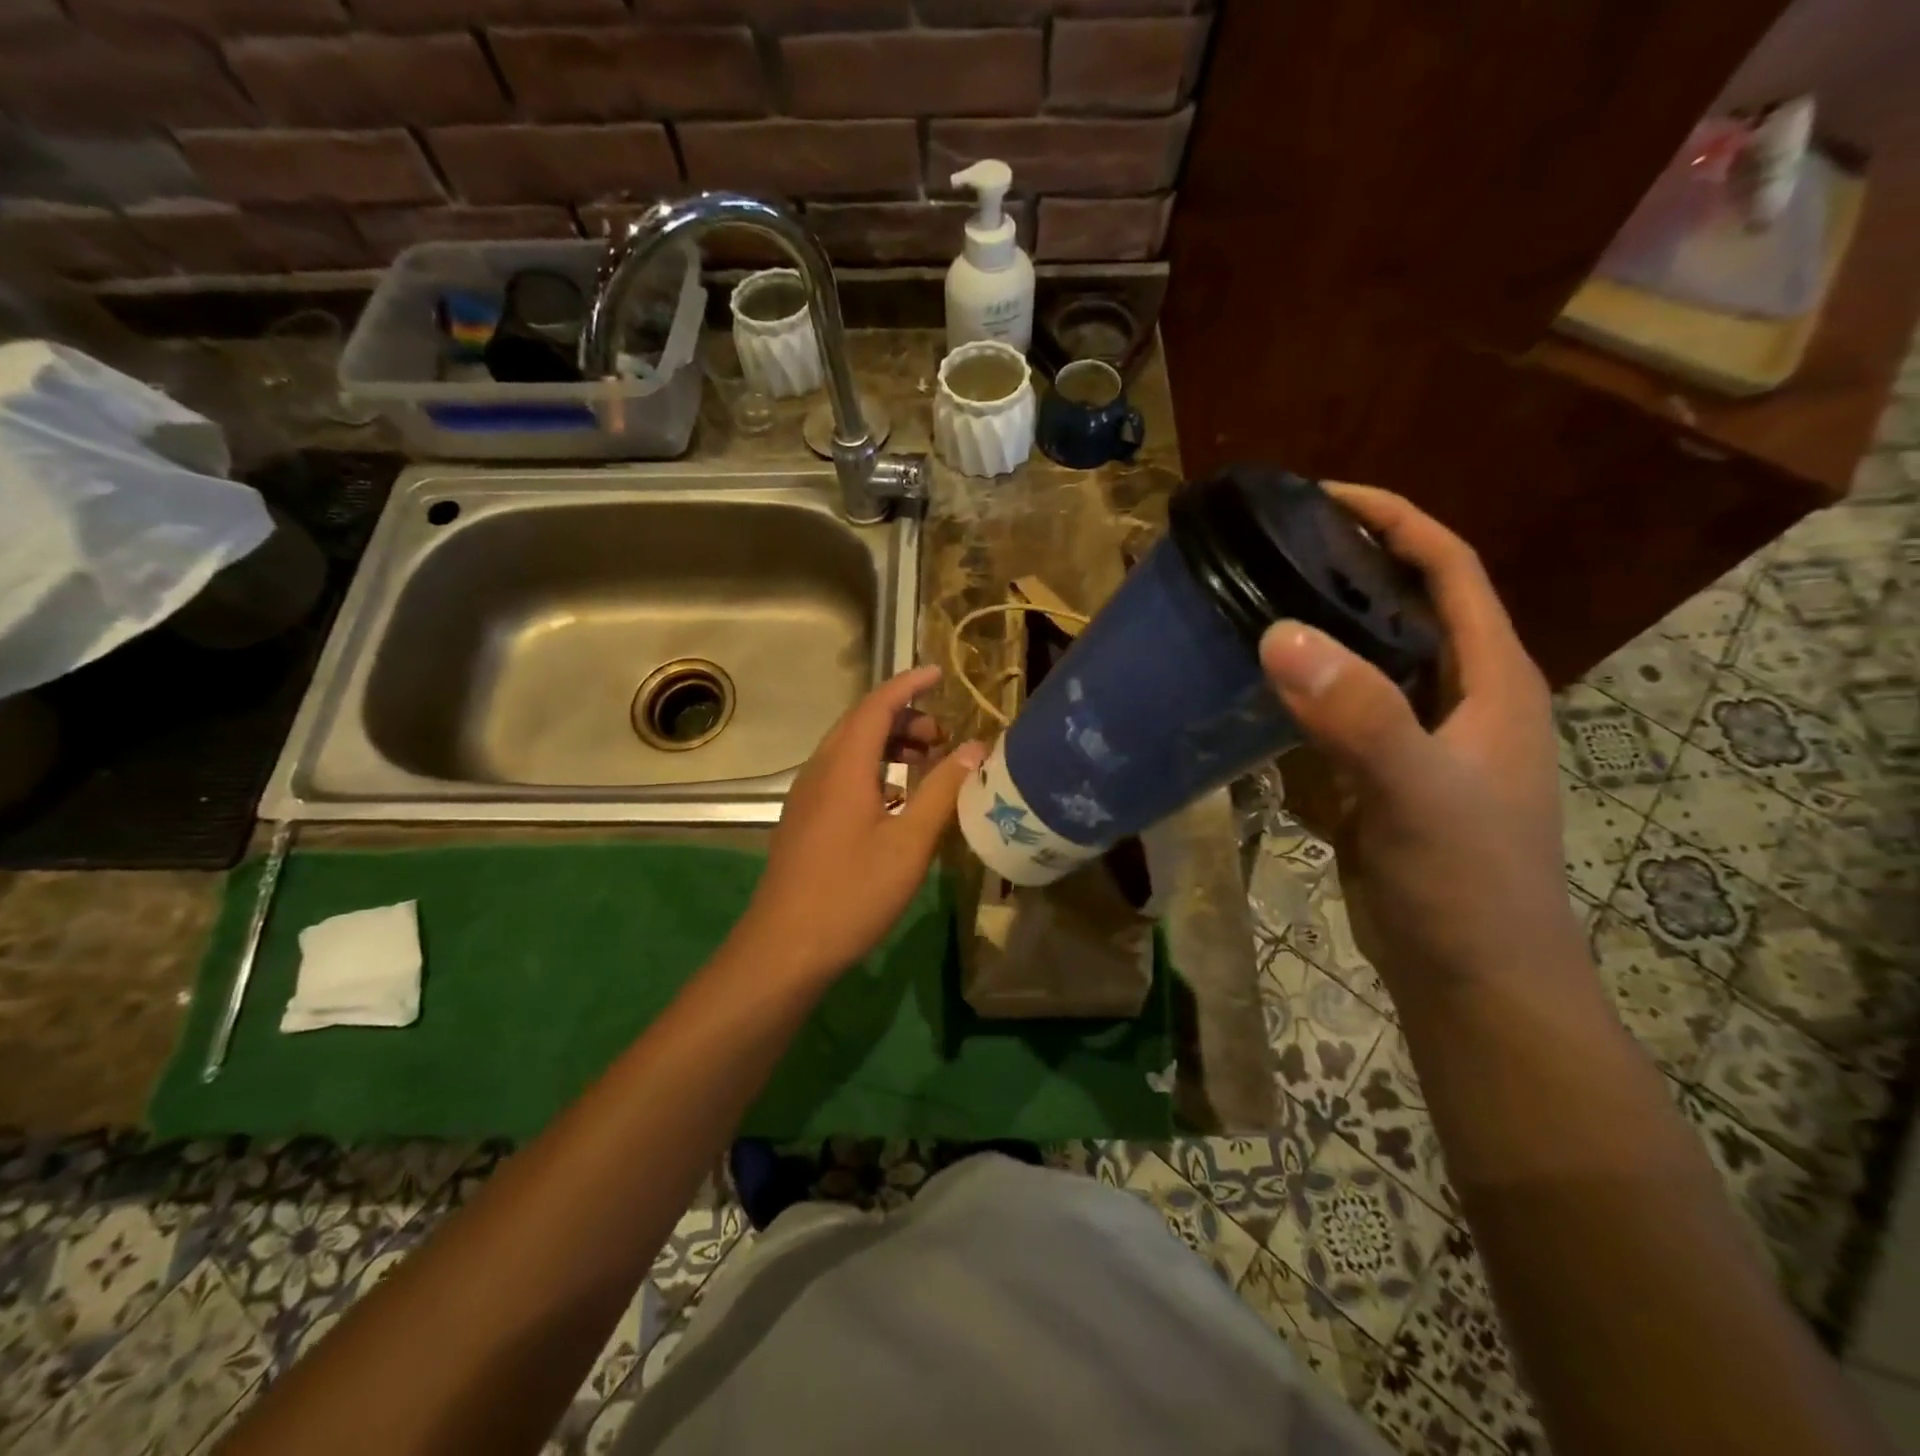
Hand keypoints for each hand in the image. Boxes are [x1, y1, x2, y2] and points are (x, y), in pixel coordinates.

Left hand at [733, 665, 984, 984]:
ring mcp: (807, 797)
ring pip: (849, 750)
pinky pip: (841, 774)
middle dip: (904, 718)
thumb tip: (975, 749)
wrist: (784, 948)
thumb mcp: (909, 843)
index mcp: (844, 767)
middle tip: (943, 736)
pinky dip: (873, 769)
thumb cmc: (852, 893)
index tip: (940, 673)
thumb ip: (942, 791)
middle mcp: (820, 771)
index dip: (909, 684)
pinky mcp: (804, 820)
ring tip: (925, 763)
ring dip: (888, 745)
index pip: (877, 705)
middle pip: (861, 724)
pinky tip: (895, 800)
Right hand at [1259, 485, 1587, 1005]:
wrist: (1470, 983)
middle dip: (1343, 568)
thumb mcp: (1418, 795)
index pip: (1448, 569)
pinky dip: (1295, 697)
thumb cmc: (1466, 886)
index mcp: (1490, 680)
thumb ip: (1358, 716)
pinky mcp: (1378, 779)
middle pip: (1402, 607)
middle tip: (1265, 552)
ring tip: (1246, 608)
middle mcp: (1458, 698)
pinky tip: (1247, 693)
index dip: (1394, 520)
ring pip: (1363, 664)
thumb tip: (1278, 633)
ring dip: (1314, 633)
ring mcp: (1415, 741)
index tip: (1320, 497)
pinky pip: (1333, 717)